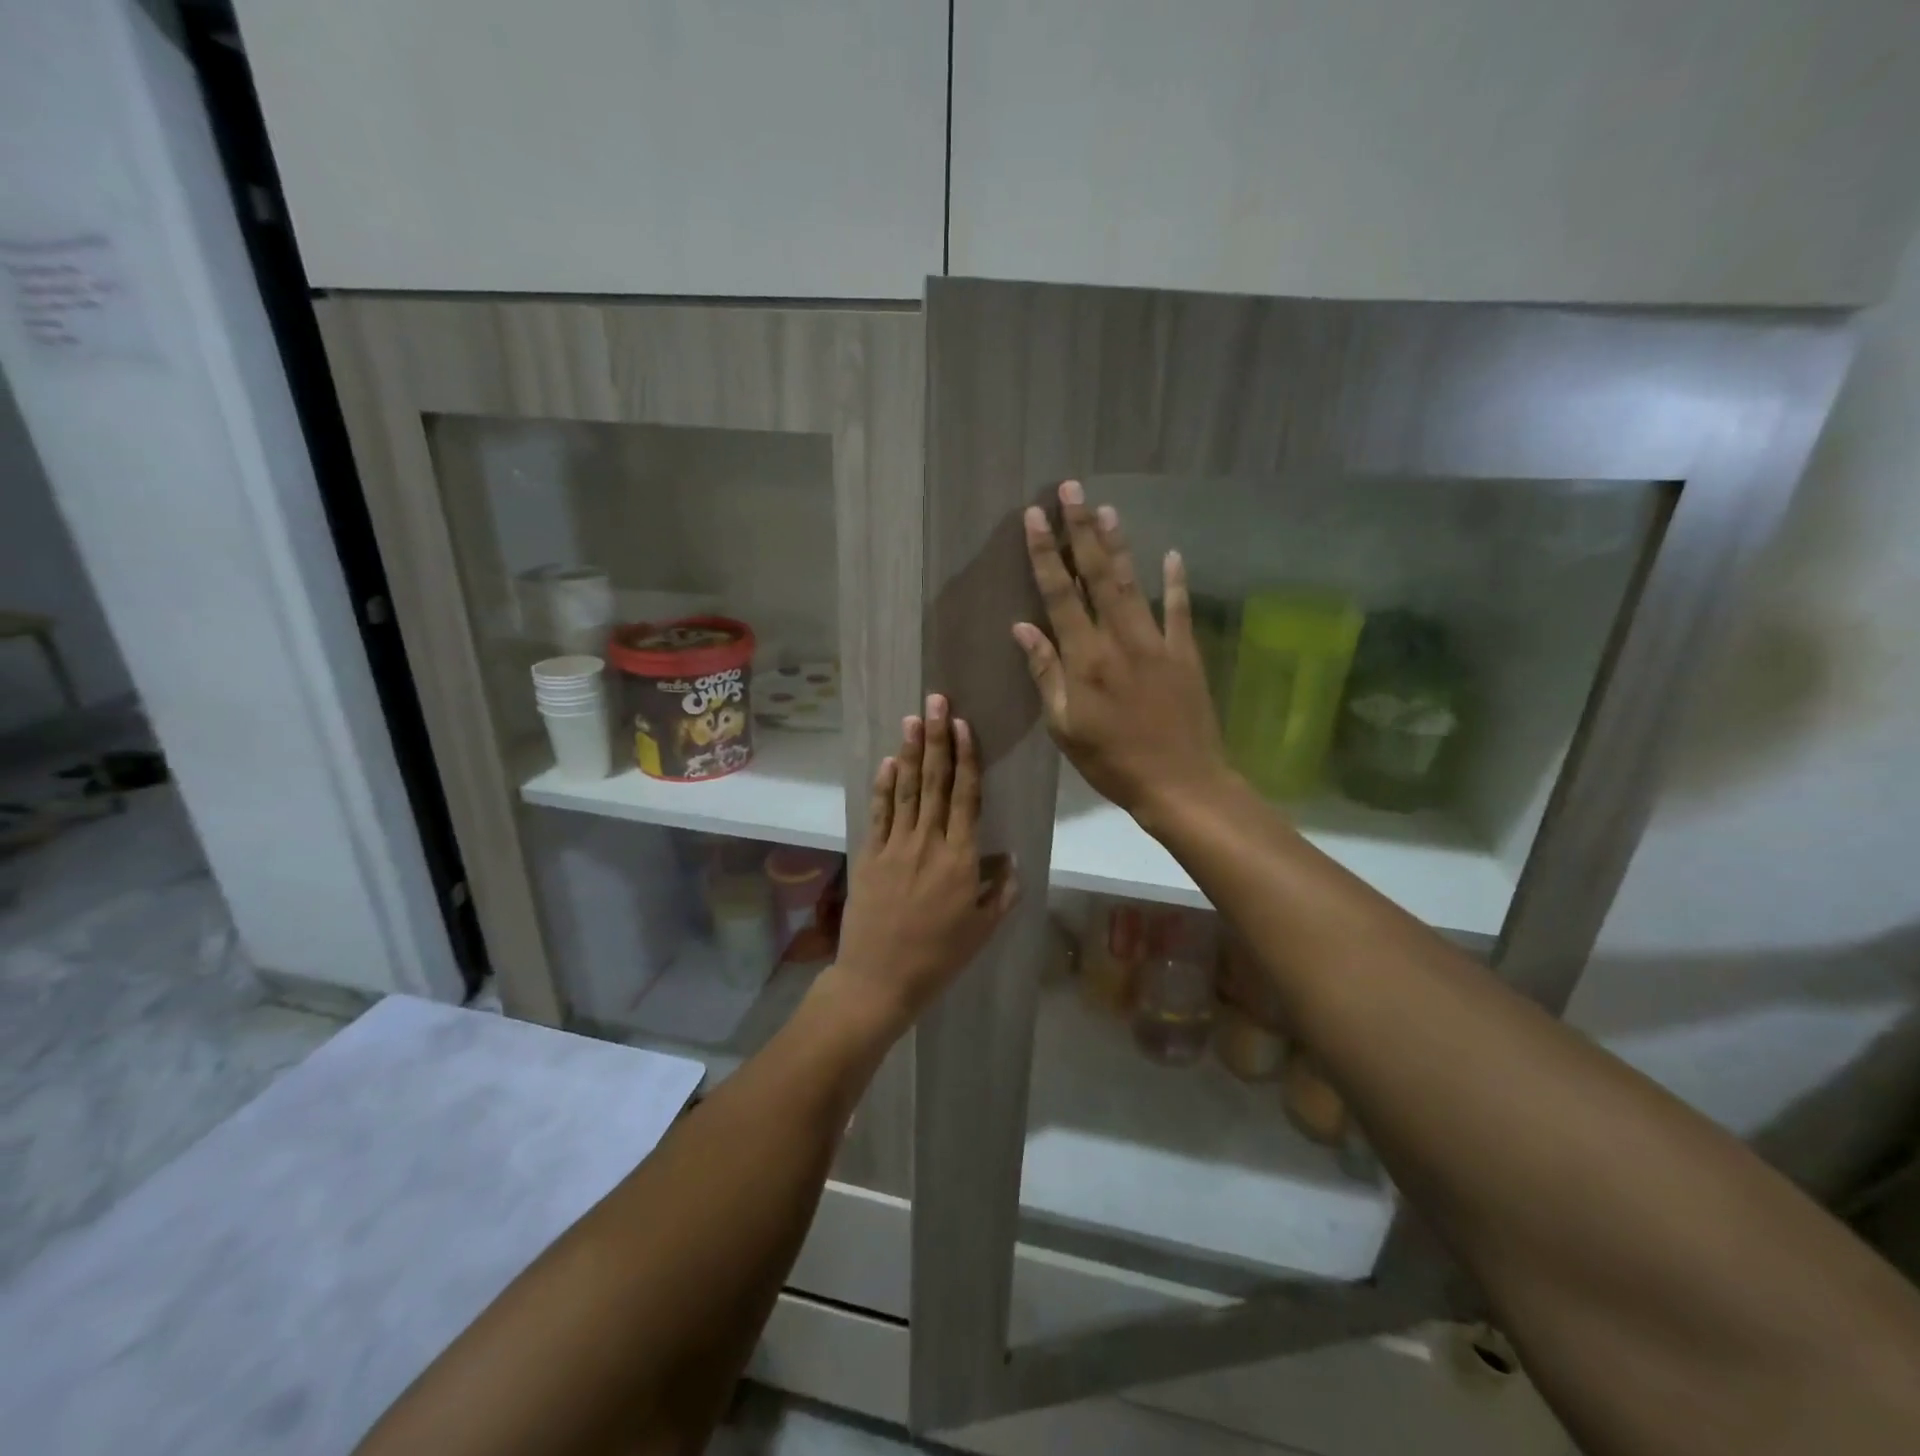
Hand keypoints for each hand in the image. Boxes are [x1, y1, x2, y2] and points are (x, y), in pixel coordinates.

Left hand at [828, 694, 1018, 1032]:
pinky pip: (879, 813)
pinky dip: (883, 786)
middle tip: (937, 701)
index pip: (966, 796)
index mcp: (960, 858)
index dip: (966, 758)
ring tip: (913, 718)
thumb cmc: (939, 957)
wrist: (879, 978)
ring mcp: (895, 846)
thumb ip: (1002, 891)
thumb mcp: (983, 929)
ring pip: (906, 790)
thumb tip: (1011, 860)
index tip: (964, 725)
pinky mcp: (870, 855)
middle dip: (937, 738)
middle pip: (935, 782)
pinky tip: (887, 762)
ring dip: (910, 751)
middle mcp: (928, 842)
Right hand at [1013, 479, 1233, 828]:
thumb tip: (1023, 627)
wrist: (1180, 783)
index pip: (1060, 595)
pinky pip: (1179, 611)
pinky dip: (1176, 582)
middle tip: (1070, 490)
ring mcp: (1157, 643)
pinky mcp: (1185, 654)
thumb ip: (1046, 673)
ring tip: (1107, 508)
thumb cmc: (1112, 762)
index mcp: (1085, 659)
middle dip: (1081, 530)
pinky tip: (1172, 554)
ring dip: (1118, 544)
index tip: (1035, 517)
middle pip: (1097, 576)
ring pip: (1133, 584)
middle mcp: (1119, 640)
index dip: (1045, 554)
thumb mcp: (1065, 726)